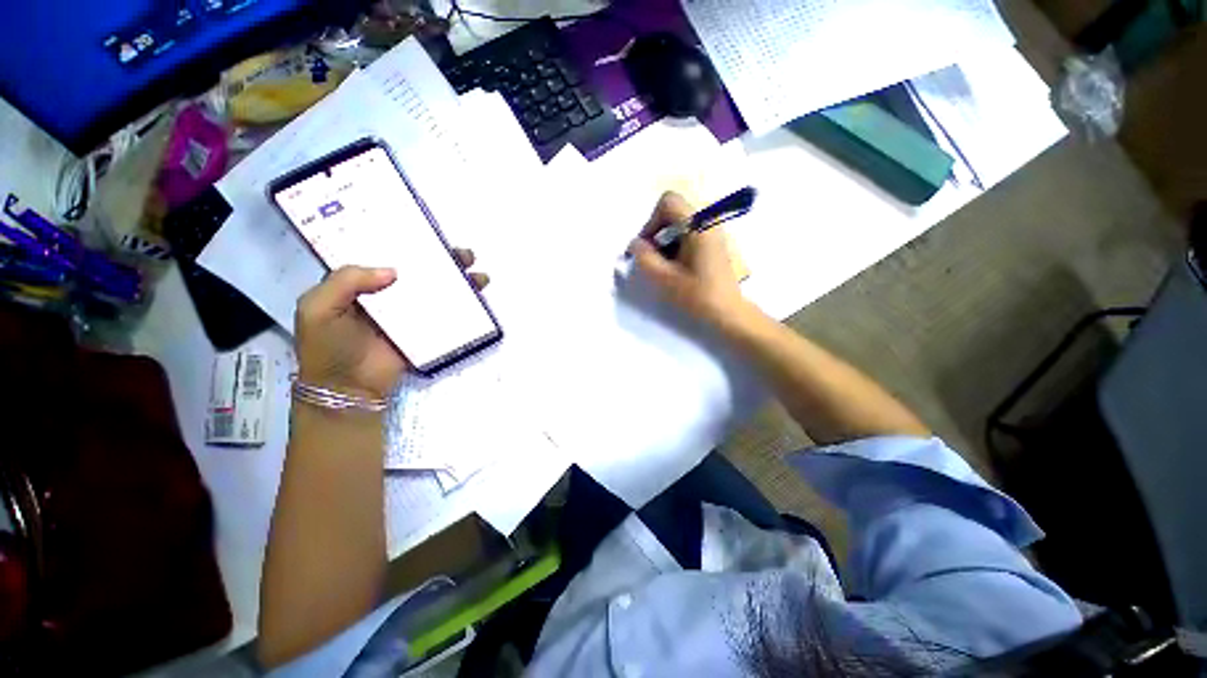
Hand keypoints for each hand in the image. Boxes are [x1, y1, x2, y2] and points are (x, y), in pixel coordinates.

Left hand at [294, 249, 487, 399]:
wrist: (349, 389)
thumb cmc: (329, 347)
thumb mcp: (318, 308)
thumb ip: (345, 281)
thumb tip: (394, 271)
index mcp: (360, 285)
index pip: (387, 256)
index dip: (406, 243)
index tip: (428, 234)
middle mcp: (388, 295)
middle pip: (420, 272)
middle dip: (443, 261)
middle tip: (464, 254)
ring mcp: (409, 314)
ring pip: (437, 291)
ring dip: (459, 282)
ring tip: (479, 276)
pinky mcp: (424, 331)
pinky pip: (445, 315)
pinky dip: (462, 307)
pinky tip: (477, 298)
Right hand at [629, 192, 747, 324]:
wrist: (728, 312)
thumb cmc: (697, 295)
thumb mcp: (664, 278)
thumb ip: (644, 257)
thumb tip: (634, 244)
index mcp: (699, 224)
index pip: (668, 202)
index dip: (651, 221)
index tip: (648, 247)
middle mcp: (709, 220)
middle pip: (674, 211)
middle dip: (657, 231)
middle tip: (653, 257)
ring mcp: (714, 230)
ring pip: (681, 222)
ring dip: (666, 239)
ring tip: (665, 265)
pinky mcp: (715, 241)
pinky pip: (690, 232)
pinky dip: (677, 244)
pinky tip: (677, 266)